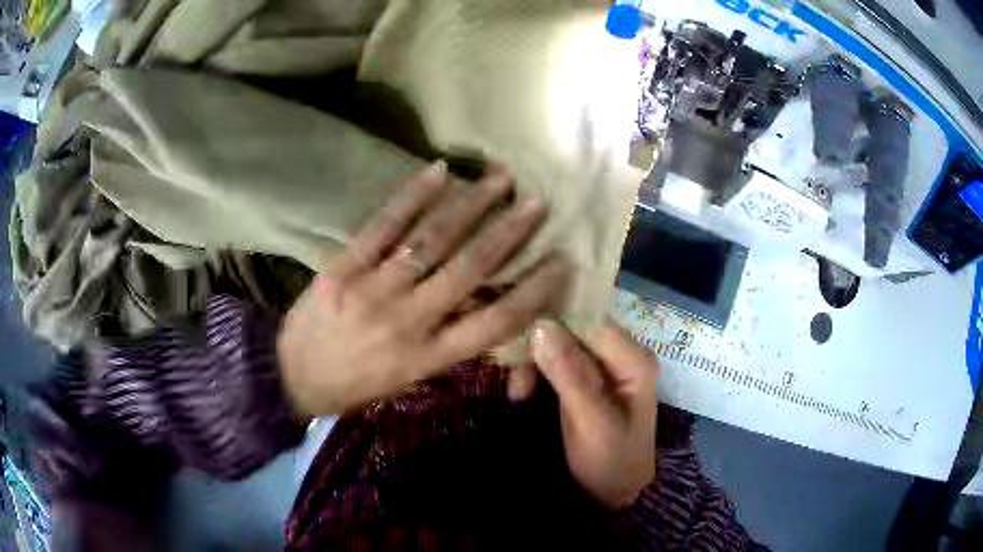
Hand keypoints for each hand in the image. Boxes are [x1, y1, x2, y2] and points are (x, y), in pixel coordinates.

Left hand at [278, 161, 568, 417]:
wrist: (289, 376)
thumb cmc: (354, 385)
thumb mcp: (408, 381)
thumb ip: (448, 348)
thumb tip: (490, 311)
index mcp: (427, 358)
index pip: (495, 323)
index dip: (533, 291)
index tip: (560, 261)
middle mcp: (407, 322)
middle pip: (469, 271)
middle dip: (508, 233)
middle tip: (536, 203)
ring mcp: (372, 290)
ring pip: (430, 241)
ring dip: (470, 205)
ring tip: (499, 178)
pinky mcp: (342, 267)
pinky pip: (382, 226)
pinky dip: (413, 195)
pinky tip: (439, 171)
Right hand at [532, 322, 658, 509]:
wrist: (615, 494)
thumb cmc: (610, 461)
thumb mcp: (590, 421)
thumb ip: (569, 374)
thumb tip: (541, 326)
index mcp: (633, 360)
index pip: (591, 319)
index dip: (554, 321)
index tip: (517, 333)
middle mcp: (621, 355)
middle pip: (574, 329)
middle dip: (539, 347)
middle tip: (513, 376)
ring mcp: (603, 368)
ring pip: (560, 345)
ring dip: (534, 363)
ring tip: (517, 393)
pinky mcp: (586, 381)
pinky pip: (556, 363)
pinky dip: (536, 374)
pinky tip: (521, 393)